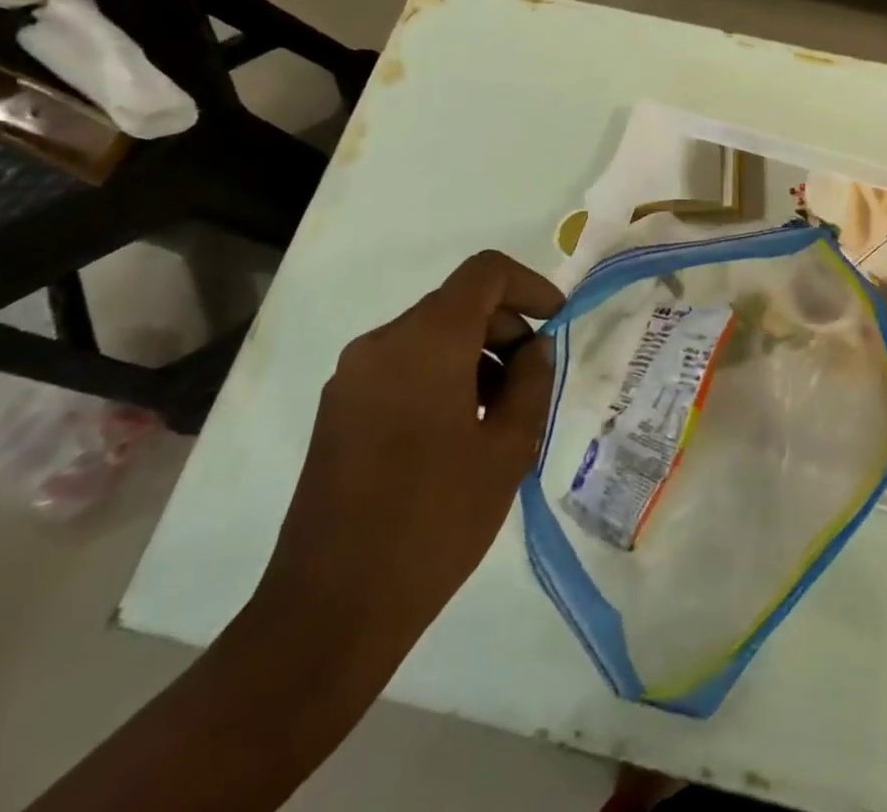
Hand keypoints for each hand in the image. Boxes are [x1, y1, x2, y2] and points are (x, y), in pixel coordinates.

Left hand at [253, 251, 562, 657]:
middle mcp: (381, 344)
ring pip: (430, 335)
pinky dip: (441, 375)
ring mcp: (352, 378)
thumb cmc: (435, 520)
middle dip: (505, 327)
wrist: (330, 612)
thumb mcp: (508, 448)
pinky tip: (460, 431)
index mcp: (425, 342)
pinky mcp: (338, 411)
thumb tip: (534, 348)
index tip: (556, 322)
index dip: (530, 284)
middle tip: (533, 379)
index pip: (485, 273)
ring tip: (501, 413)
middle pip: (457, 303)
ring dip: (475, 354)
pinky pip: (402, 366)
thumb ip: (531, 382)